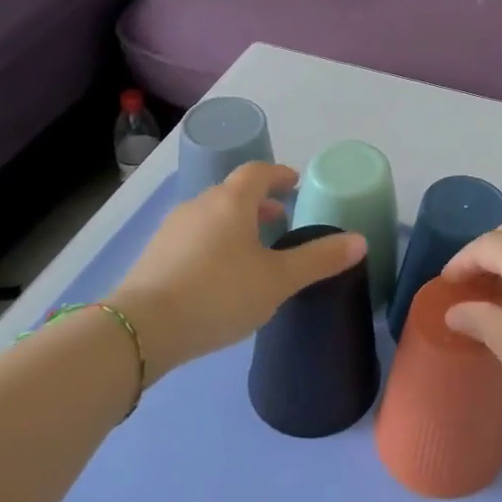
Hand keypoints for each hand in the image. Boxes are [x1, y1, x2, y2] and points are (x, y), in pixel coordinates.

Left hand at [110, 162, 365, 382]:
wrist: (142, 329)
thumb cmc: (219, 294)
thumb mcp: (278, 280)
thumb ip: (318, 260)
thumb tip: (360, 241)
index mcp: (232, 201)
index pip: (258, 172)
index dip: (279, 175)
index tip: (295, 184)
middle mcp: (200, 205)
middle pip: (233, 193)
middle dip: (259, 203)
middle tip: (280, 220)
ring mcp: (172, 229)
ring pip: (211, 215)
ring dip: (235, 224)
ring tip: (252, 251)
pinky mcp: (154, 255)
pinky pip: (192, 237)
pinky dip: (212, 243)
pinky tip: (218, 275)